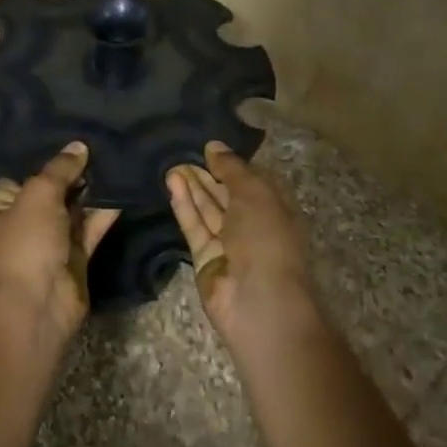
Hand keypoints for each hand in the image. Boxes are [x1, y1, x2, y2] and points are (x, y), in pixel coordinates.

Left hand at [0, 142, 119, 338]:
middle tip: (101, 144)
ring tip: (116, 161)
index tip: (71, 137)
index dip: (44, 158)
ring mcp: (48, 243)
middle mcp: (20, 224)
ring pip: (72, 210)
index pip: (20, 175)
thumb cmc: (26, 243)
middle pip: (49, 191)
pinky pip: (89, 229)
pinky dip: (104, 213)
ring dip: (91, 191)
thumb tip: (79, 146)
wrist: (39, 305)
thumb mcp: (38, 195)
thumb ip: (60, 169)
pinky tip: (123, 191)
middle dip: (73, 173)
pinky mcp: (73, 258)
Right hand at [167, 142, 319, 352]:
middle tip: (181, 151)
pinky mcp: (205, 258)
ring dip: (192, 187)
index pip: (251, 180)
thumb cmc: (266, 238)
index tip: (207, 146)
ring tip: (171, 163)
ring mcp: (228, 243)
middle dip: (207, 174)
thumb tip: (214, 146)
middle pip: (226, 194)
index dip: (231, 163)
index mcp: (275, 208)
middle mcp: (253, 224)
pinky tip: (171, 184)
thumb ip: (232, 168)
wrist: (258, 300)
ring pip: (207, 209)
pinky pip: (194, 227)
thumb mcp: (254, 193)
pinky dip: (184, 205)